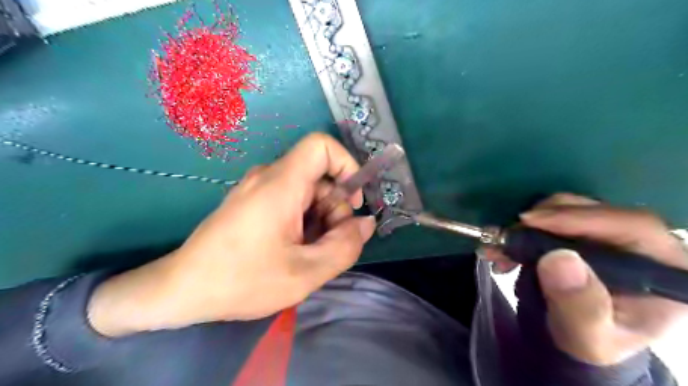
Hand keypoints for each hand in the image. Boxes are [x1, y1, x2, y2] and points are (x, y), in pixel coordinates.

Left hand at [87, 132, 374, 337]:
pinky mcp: (253, 202)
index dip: (347, 165)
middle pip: (319, 176)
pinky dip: (305, 222)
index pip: (322, 145)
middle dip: (335, 209)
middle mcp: (268, 177)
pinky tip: (295, 250)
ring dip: (321, 220)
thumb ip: (345, 246)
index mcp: (280, 184)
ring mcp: (258, 189)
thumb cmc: (241, 281)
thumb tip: (366, 223)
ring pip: (308, 191)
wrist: (181, 290)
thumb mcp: (305, 272)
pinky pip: (291, 201)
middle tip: (330, 246)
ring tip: (310, 254)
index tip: (353, 202)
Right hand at [480, 195, 687, 365]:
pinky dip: (523, 229)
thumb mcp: (587, 336)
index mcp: (663, 267)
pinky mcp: (580, 231)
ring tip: (500, 250)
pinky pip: (551, 217)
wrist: (574, 336)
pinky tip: (506, 248)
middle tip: (506, 238)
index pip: (630, 226)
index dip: (579, 218)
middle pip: (593, 211)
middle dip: (542, 221)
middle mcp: (640, 243)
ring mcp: (608, 233)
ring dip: (526, 226)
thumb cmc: (589, 340)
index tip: (531, 222)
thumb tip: (558, 258)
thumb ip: (580, 305)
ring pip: (567, 209)